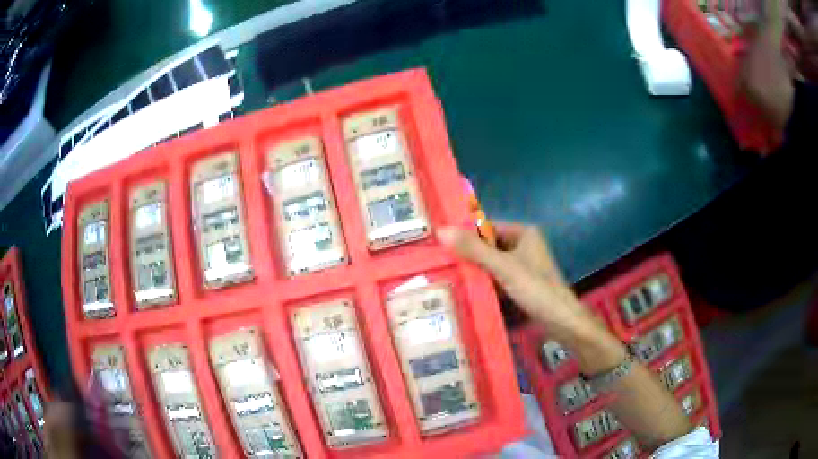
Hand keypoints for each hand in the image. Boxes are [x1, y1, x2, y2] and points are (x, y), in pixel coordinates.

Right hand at [437, 223, 598, 344]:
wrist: (560, 320)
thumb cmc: (535, 288)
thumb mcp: (503, 267)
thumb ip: (474, 250)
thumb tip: (441, 230)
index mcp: (523, 233)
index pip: (487, 227)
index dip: (466, 233)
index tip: (440, 242)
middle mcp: (524, 245)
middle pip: (489, 245)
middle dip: (468, 254)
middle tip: (439, 260)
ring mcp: (523, 266)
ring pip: (492, 263)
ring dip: (475, 269)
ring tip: (446, 273)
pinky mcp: (521, 284)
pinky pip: (498, 278)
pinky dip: (485, 282)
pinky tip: (465, 288)